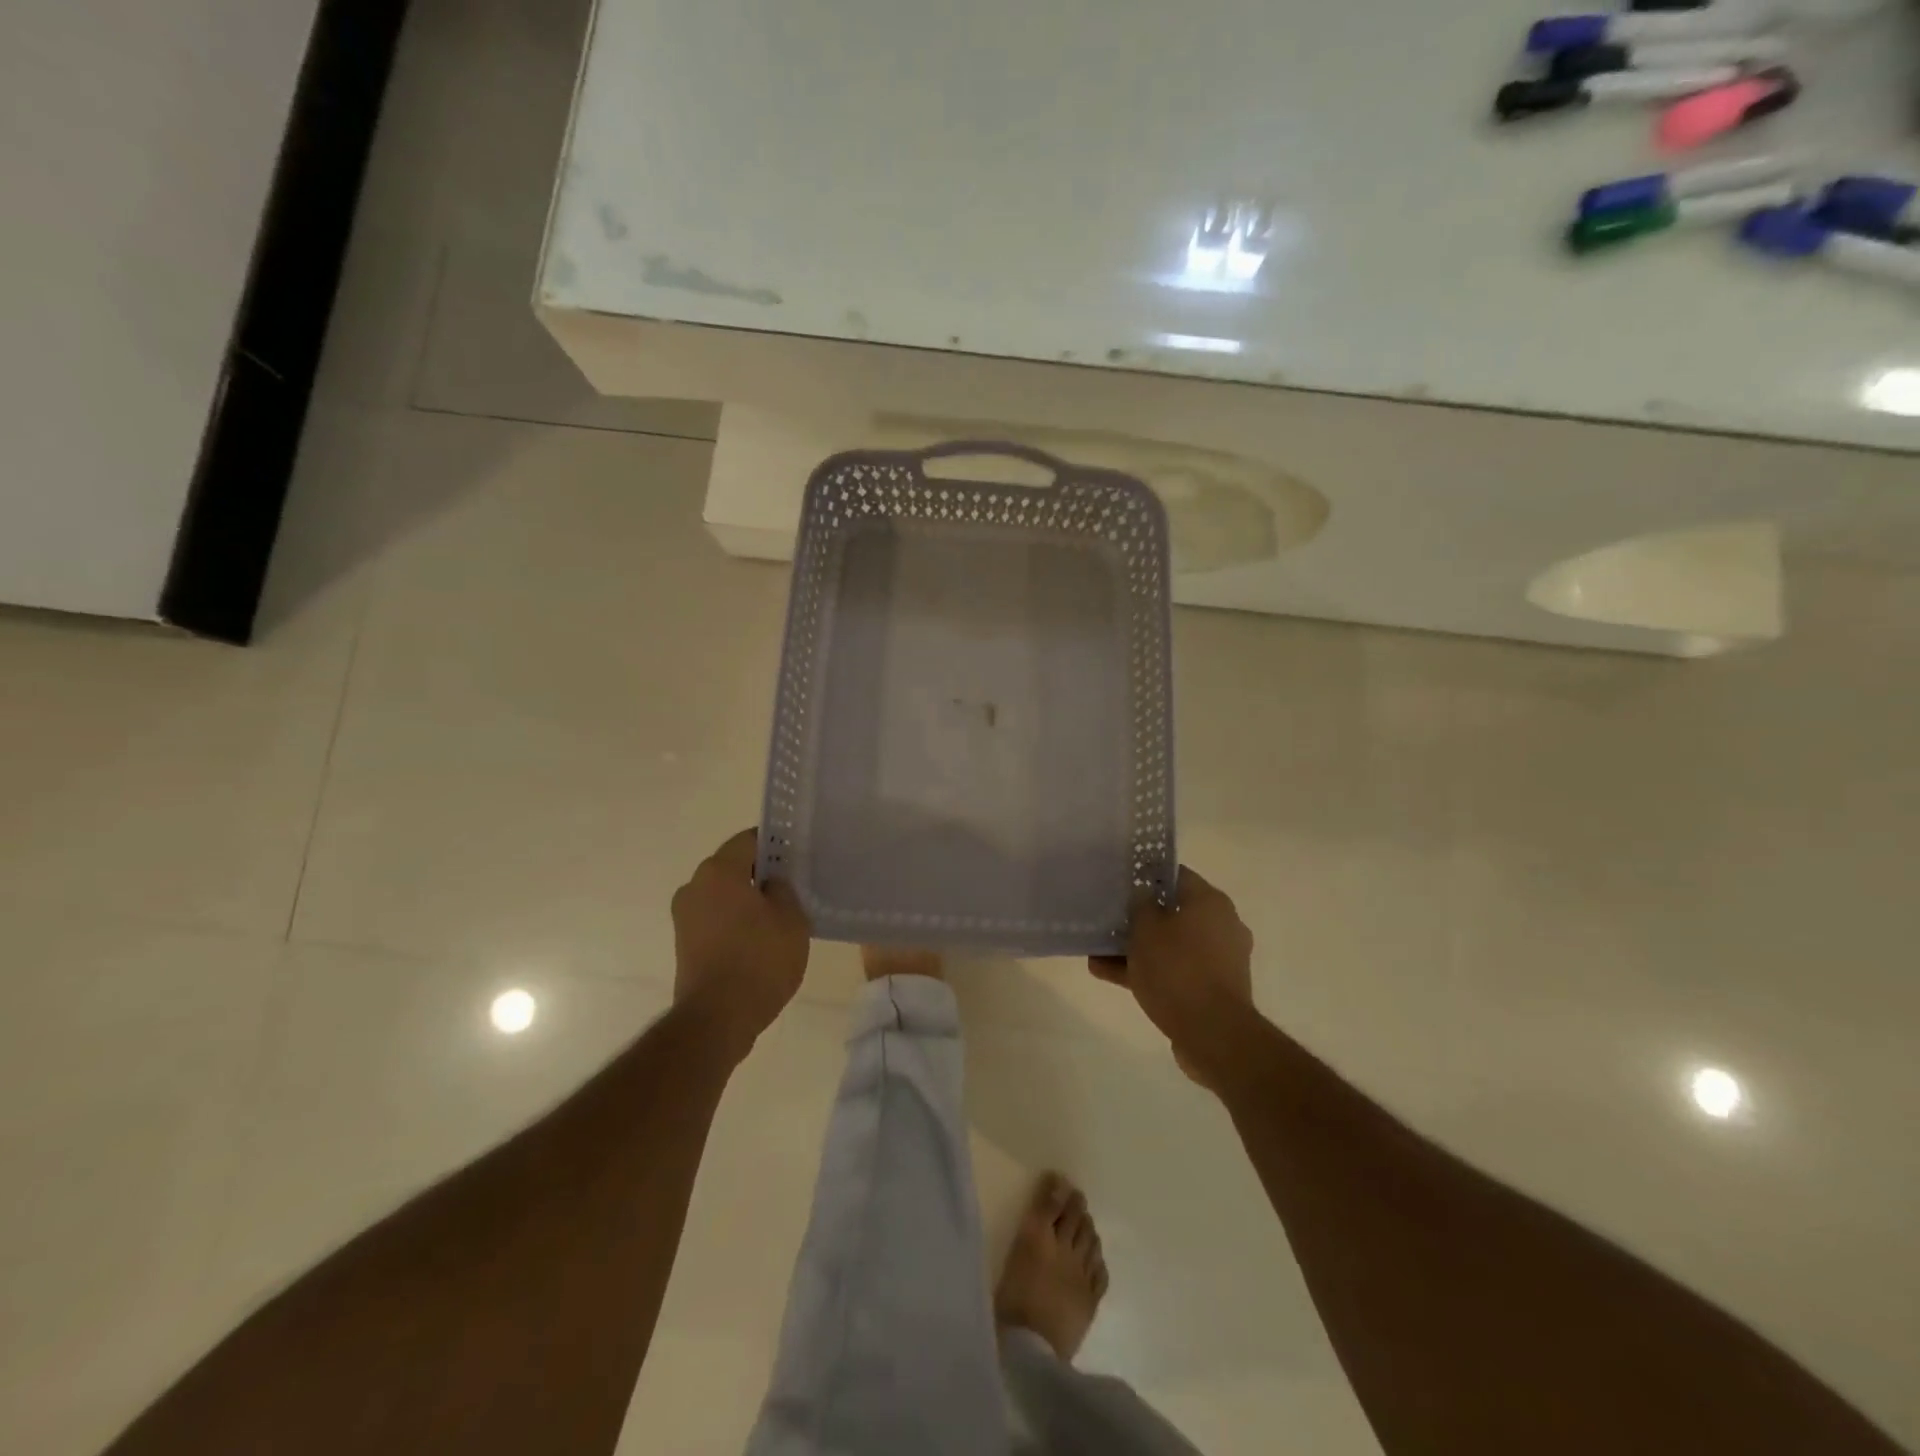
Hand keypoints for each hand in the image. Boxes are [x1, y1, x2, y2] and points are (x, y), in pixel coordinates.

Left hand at [670, 829, 810, 1061]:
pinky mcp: (684, 944)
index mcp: (719, 871)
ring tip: (778, 919)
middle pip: (733, 867)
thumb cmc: (759, 960)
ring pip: (723, 895)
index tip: (795, 858)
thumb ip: (783, 890)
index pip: (748, 840)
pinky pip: (715, 919)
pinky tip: (759, 941)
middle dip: (761, 874)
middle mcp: (694, 886)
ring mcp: (684, 917)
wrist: (716, 1019)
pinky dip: (735, 923)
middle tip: (792, 888)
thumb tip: (771, 883)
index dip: (774, 845)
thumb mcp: (791, 919)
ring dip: (747, 901)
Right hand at [1090, 867, 1254, 1090]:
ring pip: (1171, 944)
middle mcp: (1221, 924)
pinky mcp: (1213, 988)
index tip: (1121, 884)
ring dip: (1137, 949)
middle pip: (1172, 912)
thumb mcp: (1146, 930)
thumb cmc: (1177, 970)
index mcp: (1210, 902)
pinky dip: (1149, 971)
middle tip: (1108, 921)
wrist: (1214, 1034)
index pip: (1176, 875)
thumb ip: (1140, 906)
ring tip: (1098, 955)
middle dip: (1138, 919)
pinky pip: (1176, 970)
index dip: (1146, 877)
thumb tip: (1143, 896)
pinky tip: (1109, 976)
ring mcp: (1220, 959)